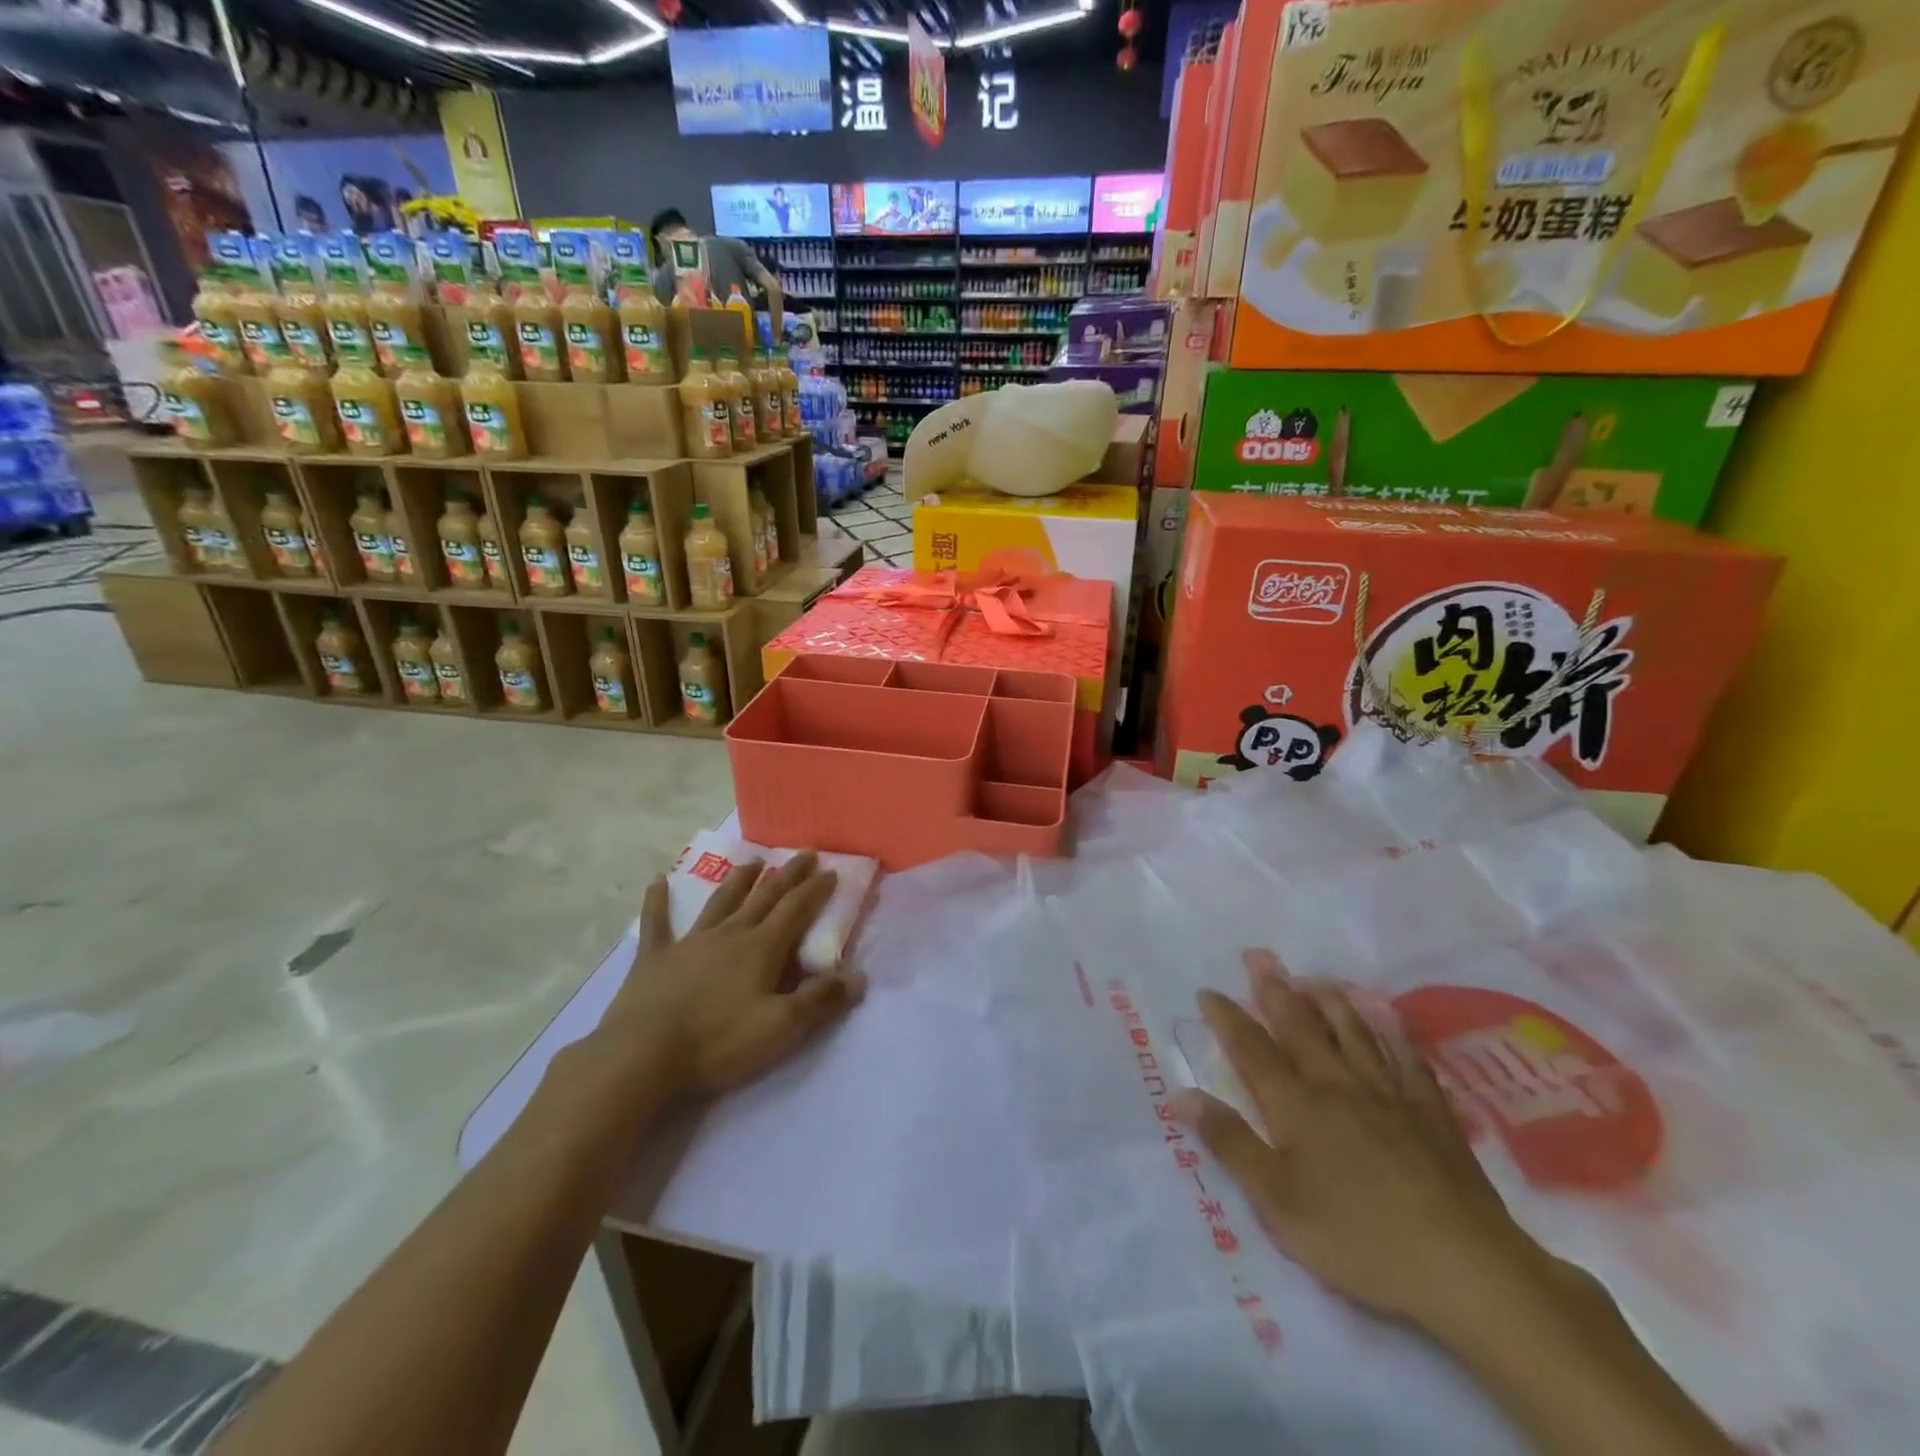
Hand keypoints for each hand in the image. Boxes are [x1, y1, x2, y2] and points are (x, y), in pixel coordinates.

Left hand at [604, 852, 866, 1099]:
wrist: (641, 1057)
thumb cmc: (718, 1042)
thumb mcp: (780, 1027)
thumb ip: (820, 1000)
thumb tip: (858, 977)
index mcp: (761, 948)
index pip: (796, 909)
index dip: (815, 889)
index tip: (831, 870)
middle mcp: (729, 934)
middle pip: (764, 897)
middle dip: (788, 875)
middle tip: (804, 853)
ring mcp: (689, 942)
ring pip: (721, 901)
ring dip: (739, 880)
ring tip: (752, 861)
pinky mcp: (654, 958)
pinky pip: (657, 922)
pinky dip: (658, 900)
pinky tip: (658, 880)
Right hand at [1177, 950, 1569, 1335]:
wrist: (1463, 1266)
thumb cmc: (1357, 1238)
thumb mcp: (1277, 1202)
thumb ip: (1230, 1143)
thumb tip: (1183, 1095)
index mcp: (1296, 1106)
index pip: (1251, 1049)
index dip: (1227, 1018)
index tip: (1208, 991)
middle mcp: (1338, 1085)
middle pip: (1301, 1027)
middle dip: (1275, 990)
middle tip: (1259, 956)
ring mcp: (1389, 1096)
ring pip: (1354, 1033)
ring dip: (1330, 1002)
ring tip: (1315, 978)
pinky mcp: (1432, 1114)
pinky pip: (1409, 1060)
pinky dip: (1394, 1034)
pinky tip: (1388, 1019)